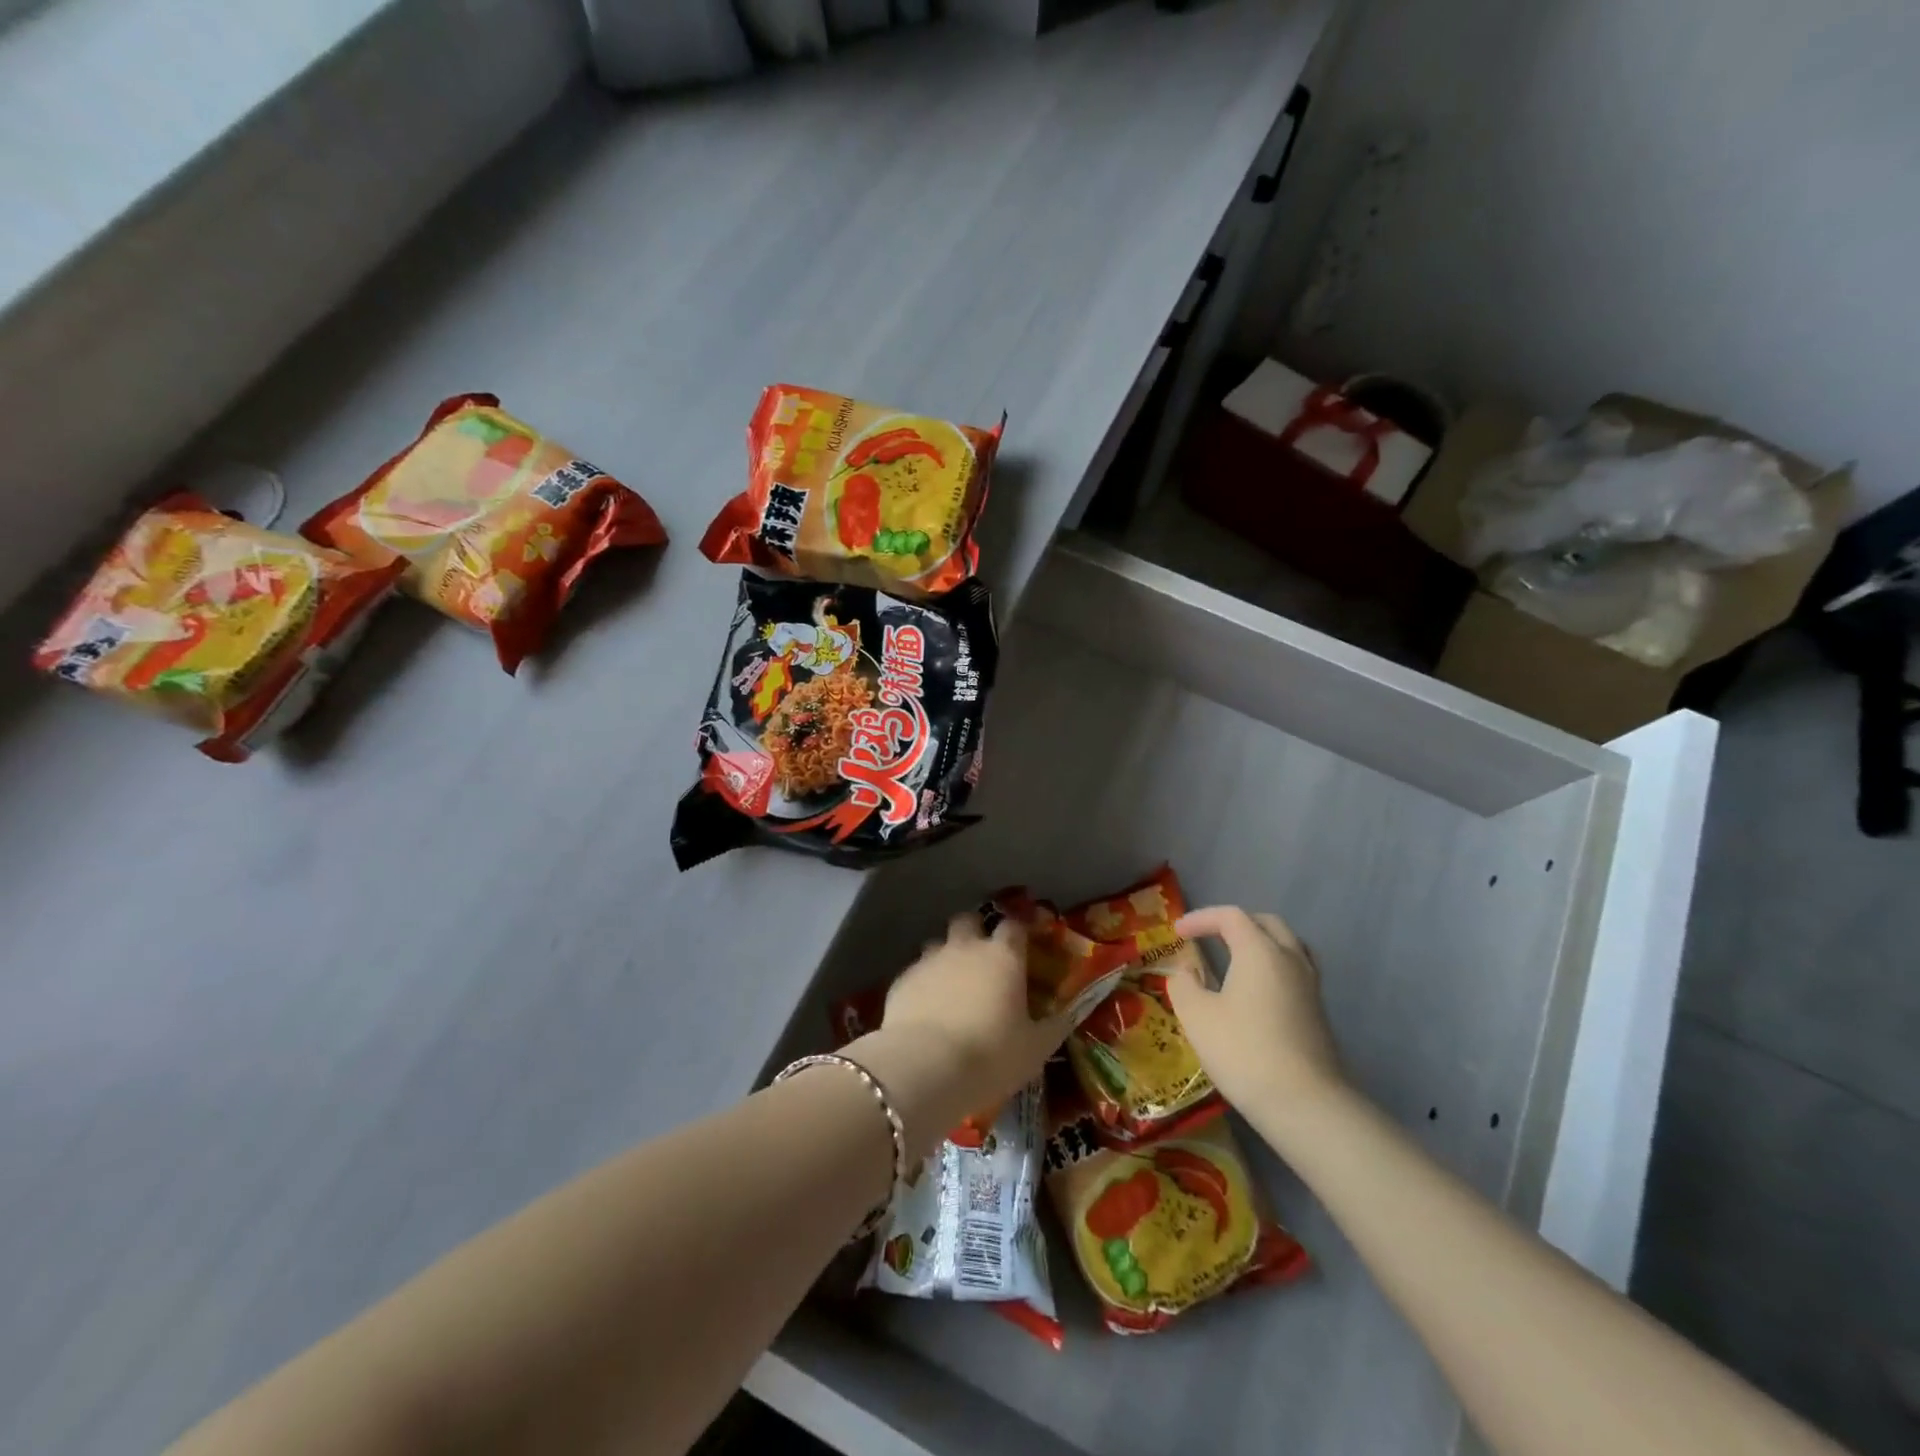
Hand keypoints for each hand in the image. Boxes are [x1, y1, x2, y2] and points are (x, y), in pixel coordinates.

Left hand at [847, 913, 1069, 1156]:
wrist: (926, 1066)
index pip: (1014, 925)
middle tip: (982, 957)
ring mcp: (930, 960)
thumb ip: (1055, 1026)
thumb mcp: (1036, 1048)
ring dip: (945, 956)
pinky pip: (916, 971)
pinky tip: (926, 1008)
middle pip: (969, 919)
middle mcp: (966, 947)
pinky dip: (923, 982)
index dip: (1019, 930)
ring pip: (938, 942)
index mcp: (1003, 956)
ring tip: (951, 984)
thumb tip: (1071, 1013)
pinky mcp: (902, 979)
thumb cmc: (991, 1055)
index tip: (1024, 943)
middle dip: (974, 931)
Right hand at [1166, 906, 1346, 1116]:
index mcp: (1259, 951)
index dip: (1201, 918)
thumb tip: (1186, 972)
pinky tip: (1258, 991)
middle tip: (1209, 938)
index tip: (1178, 932)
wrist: (1304, 1103)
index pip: (1230, 916)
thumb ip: (1184, 984)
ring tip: (1237, 958)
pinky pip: (1295, 970)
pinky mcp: (1318, 1012)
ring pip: (1288, 945)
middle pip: (1265, 923)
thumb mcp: (1197, 1016)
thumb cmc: (1243, 1051)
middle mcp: (1289, 959)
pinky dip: (1273, 966)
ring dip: (1260, 942)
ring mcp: (1310, 985)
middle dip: (1235, 924)